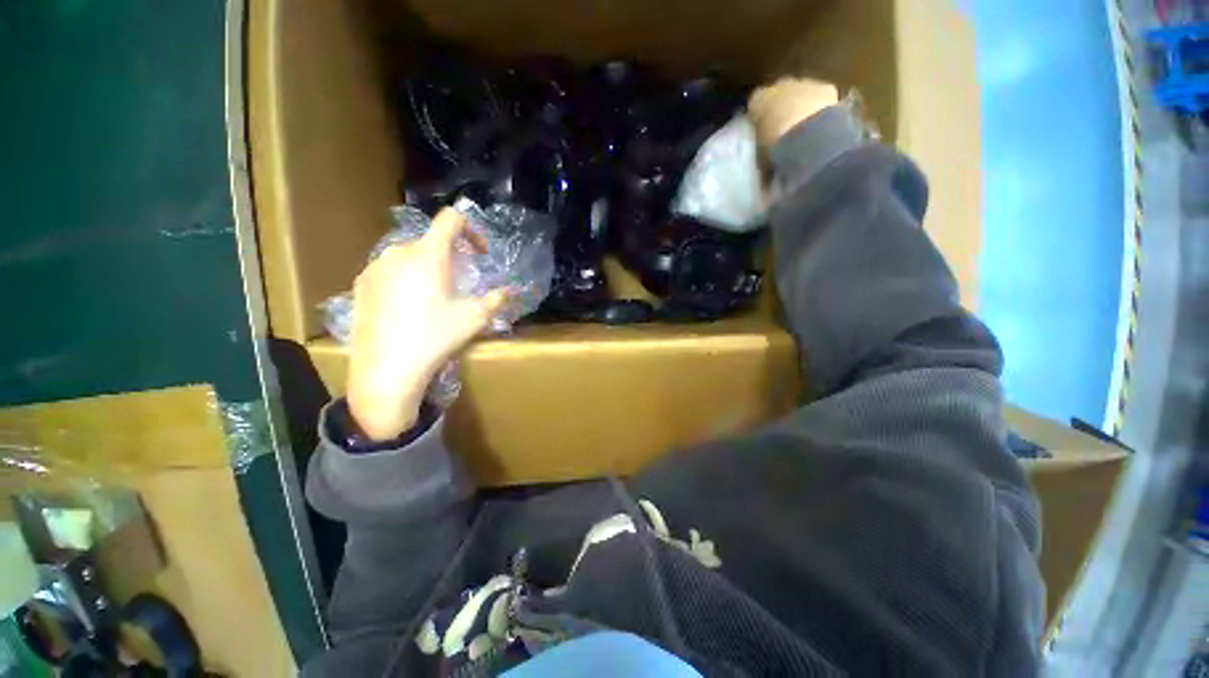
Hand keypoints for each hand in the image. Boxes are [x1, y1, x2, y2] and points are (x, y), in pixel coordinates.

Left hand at [347, 208, 507, 440]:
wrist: (387, 368)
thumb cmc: (436, 337)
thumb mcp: (475, 318)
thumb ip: (496, 299)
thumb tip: (509, 291)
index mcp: (429, 254)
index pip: (451, 218)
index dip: (471, 230)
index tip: (479, 254)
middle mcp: (398, 252)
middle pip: (430, 240)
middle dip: (450, 256)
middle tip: (460, 283)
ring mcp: (375, 267)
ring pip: (409, 256)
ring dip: (427, 268)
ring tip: (433, 298)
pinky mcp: (360, 284)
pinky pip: (389, 270)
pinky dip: (405, 279)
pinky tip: (408, 308)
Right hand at [747, 77, 839, 150]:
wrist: (806, 137)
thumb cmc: (774, 146)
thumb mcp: (760, 151)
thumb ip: (762, 146)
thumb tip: (764, 160)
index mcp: (757, 100)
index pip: (755, 104)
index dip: (760, 117)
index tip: (763, 130)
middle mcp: (779, 86)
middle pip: (780, 93)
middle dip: (782, 107)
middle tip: (784, 129)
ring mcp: (804, 83)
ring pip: (801, 92)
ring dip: (802, 106)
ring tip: (804, 130)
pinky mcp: (825, 88)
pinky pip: (821, 97)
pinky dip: (821, 108)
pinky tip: (822, 126)